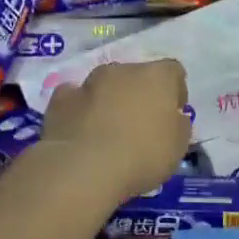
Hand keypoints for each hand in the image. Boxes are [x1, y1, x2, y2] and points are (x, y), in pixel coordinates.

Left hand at [39, 59, 190, 203]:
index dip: (175, 92)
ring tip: (109, 131)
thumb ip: (178, 126)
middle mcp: (123, 70)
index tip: (173, 115)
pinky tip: (82, 131)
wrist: (83, 169)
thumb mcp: (178, 147)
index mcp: (157, 76)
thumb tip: (173, 118)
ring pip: (105, 85)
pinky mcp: (60, 99)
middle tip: (141, 124)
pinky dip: (81, 109)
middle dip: (140, 94)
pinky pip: (75, 98)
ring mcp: (88, 82)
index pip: (173, 71)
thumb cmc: (142, 156)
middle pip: (137, 75)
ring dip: (110, 100)